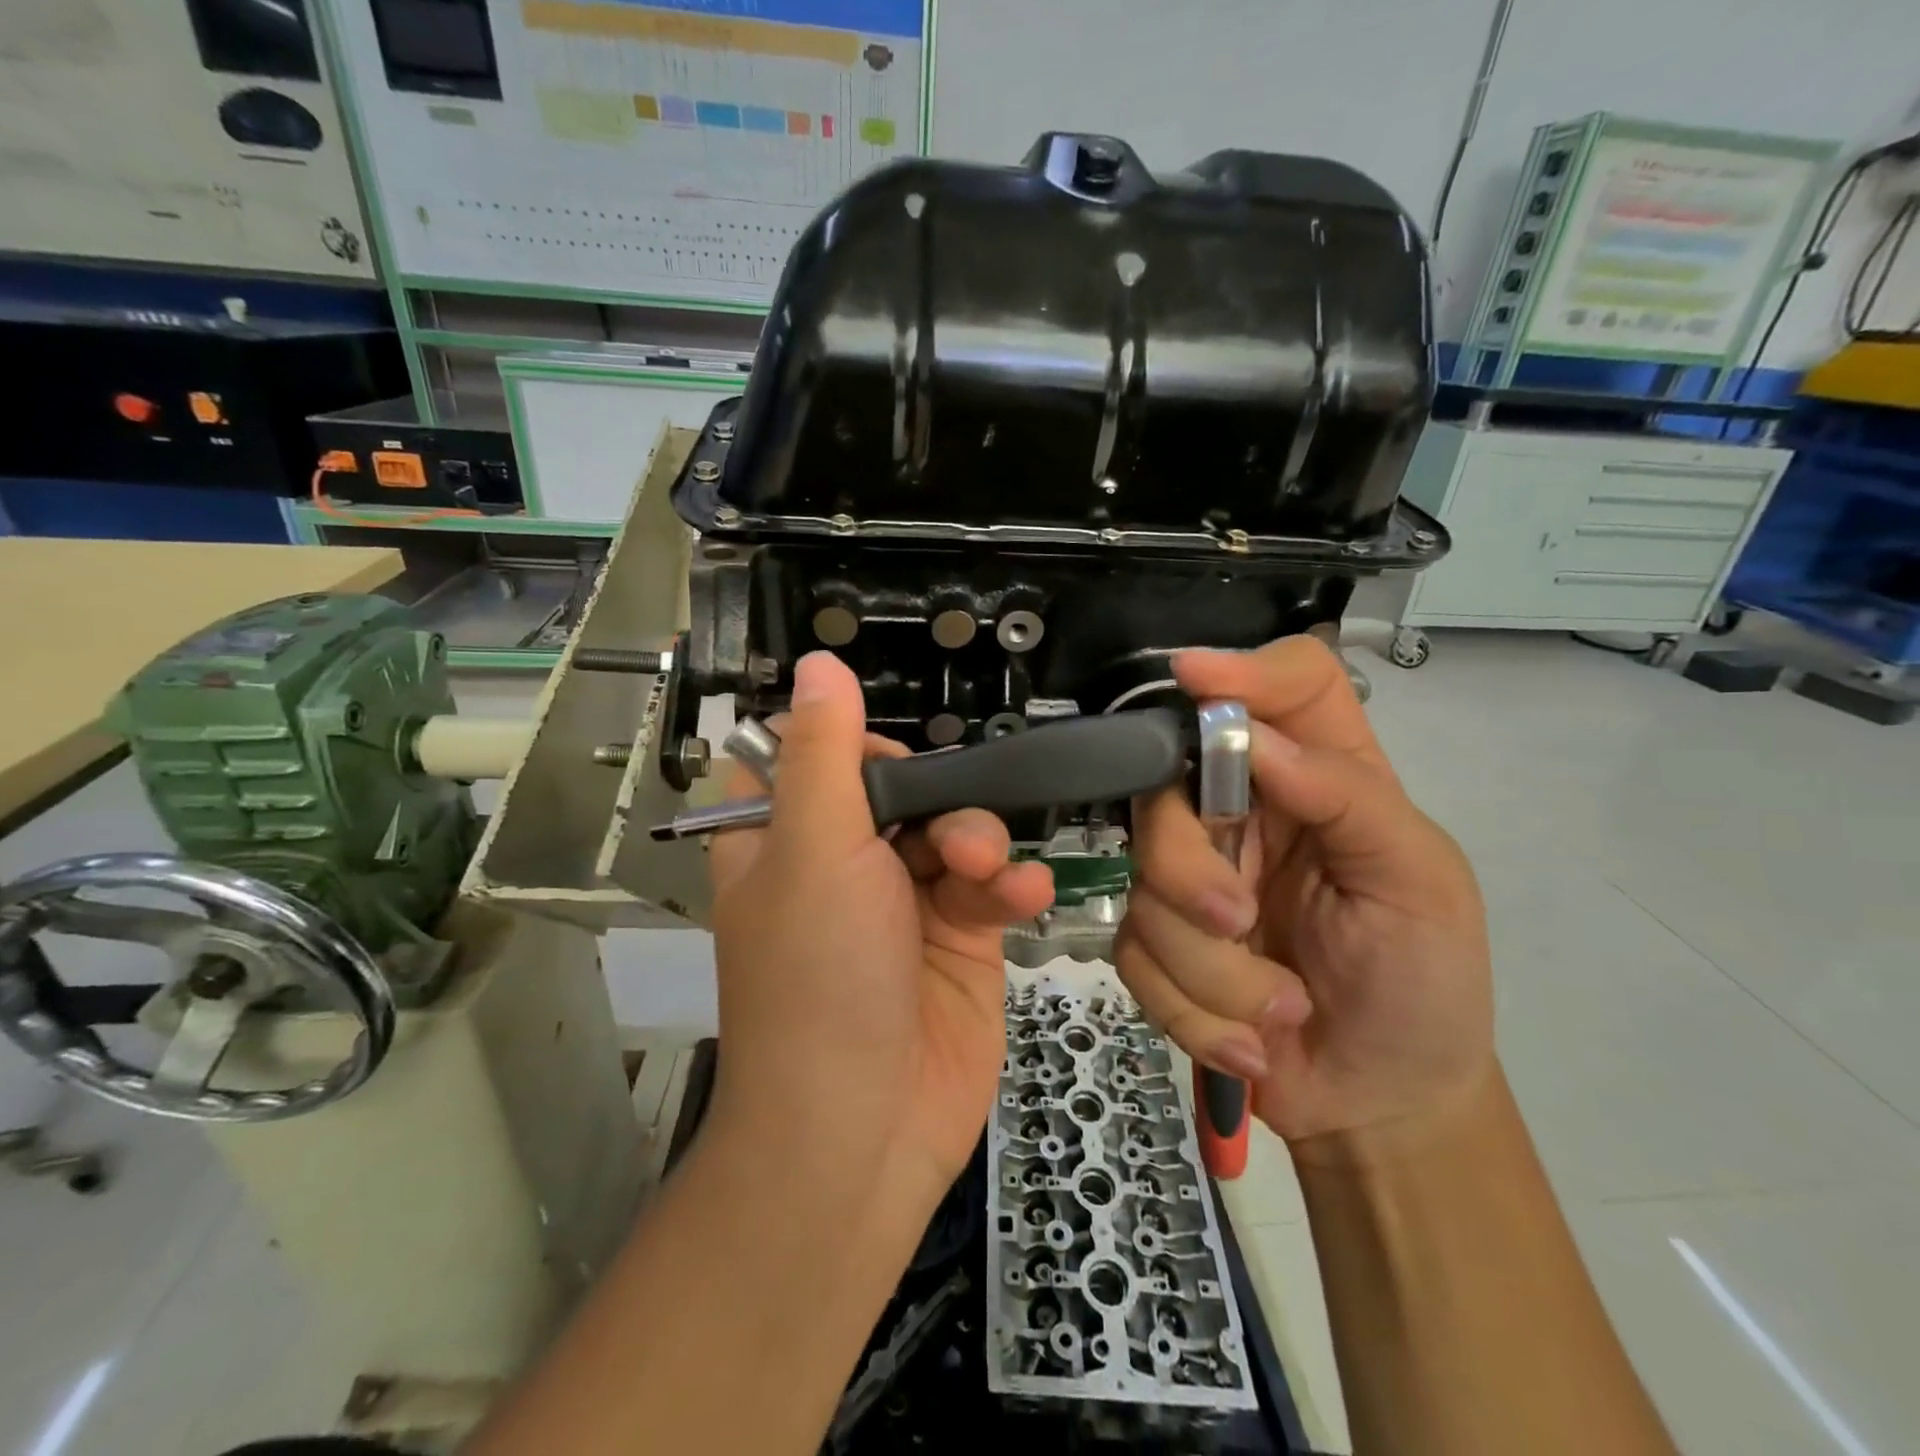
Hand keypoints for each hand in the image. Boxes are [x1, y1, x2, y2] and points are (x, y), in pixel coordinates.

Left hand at [706, 652, 1054, 1210]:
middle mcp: (842, 865)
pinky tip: (1021, 897)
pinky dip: (1010, 885)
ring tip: (985, 878)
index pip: (814, 758)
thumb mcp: (815, 850)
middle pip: (902, 788)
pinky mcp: (960, 940)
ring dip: (981, 842)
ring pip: (957, 831)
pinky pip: (992, 886)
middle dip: (939, 801)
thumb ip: (825, 751)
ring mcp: (905, 903)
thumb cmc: (820, 978)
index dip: (852, 749)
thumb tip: (818, 664)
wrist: (865, 1131)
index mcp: (784, 840)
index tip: (882, 762)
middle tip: (953, 837)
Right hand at [1115, 637, 1492, 1153]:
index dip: (1238, 668)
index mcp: (1317, 779)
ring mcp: (1191, 881)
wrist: (1383, 1100)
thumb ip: (1350, 797)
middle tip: (1242, 923)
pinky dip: (1194, 1012)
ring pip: (1144, 886)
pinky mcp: (1160, 946)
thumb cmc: (1425, 981)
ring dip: (1210, 969)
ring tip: (1279, 1010)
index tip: (1191, 677)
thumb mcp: (1419, 884)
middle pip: (1165, 787)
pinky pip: (1134, 957)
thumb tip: (1255, 737)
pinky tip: (1250, 1041)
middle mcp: (1242, 814)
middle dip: (1189, 868)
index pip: (1285, 687)